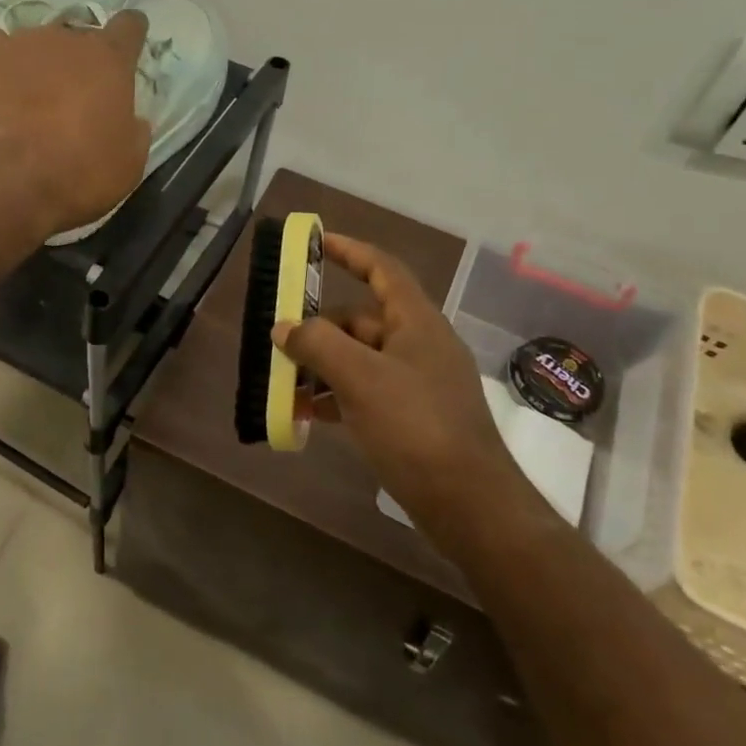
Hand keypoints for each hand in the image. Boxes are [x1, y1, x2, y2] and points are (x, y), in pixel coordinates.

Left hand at [0, 11, 150, 239]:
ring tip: (27, 104)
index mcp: (109, 60)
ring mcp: (19, 43)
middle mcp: (66, 38)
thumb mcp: (127, 164)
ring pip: (36, 45)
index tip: (128, 47)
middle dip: (78, 64)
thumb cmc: (77, 175)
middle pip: (78, 38)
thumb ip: (133, 131)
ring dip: (38, 67)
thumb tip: (131, 119)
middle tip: (72, 101)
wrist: (2, 182)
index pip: (129, 27)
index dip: (131, 35)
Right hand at [275, 234, 526, 528]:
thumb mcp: (360, 379)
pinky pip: (364, 392)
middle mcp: (418, 345)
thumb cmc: (416, 428)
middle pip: (360, 320)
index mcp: (416, 322)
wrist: (469, 504)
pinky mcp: (411, 418)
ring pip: (359, 359)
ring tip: (281, 381)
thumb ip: (317, 344)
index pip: (382, 269)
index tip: (316, 242)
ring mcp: (416, 384)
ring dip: (320, 366)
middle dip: (318, 327)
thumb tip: (284, 327)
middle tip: (276, 338)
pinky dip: (334, 397)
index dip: (350, 251)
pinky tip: (305, 413)